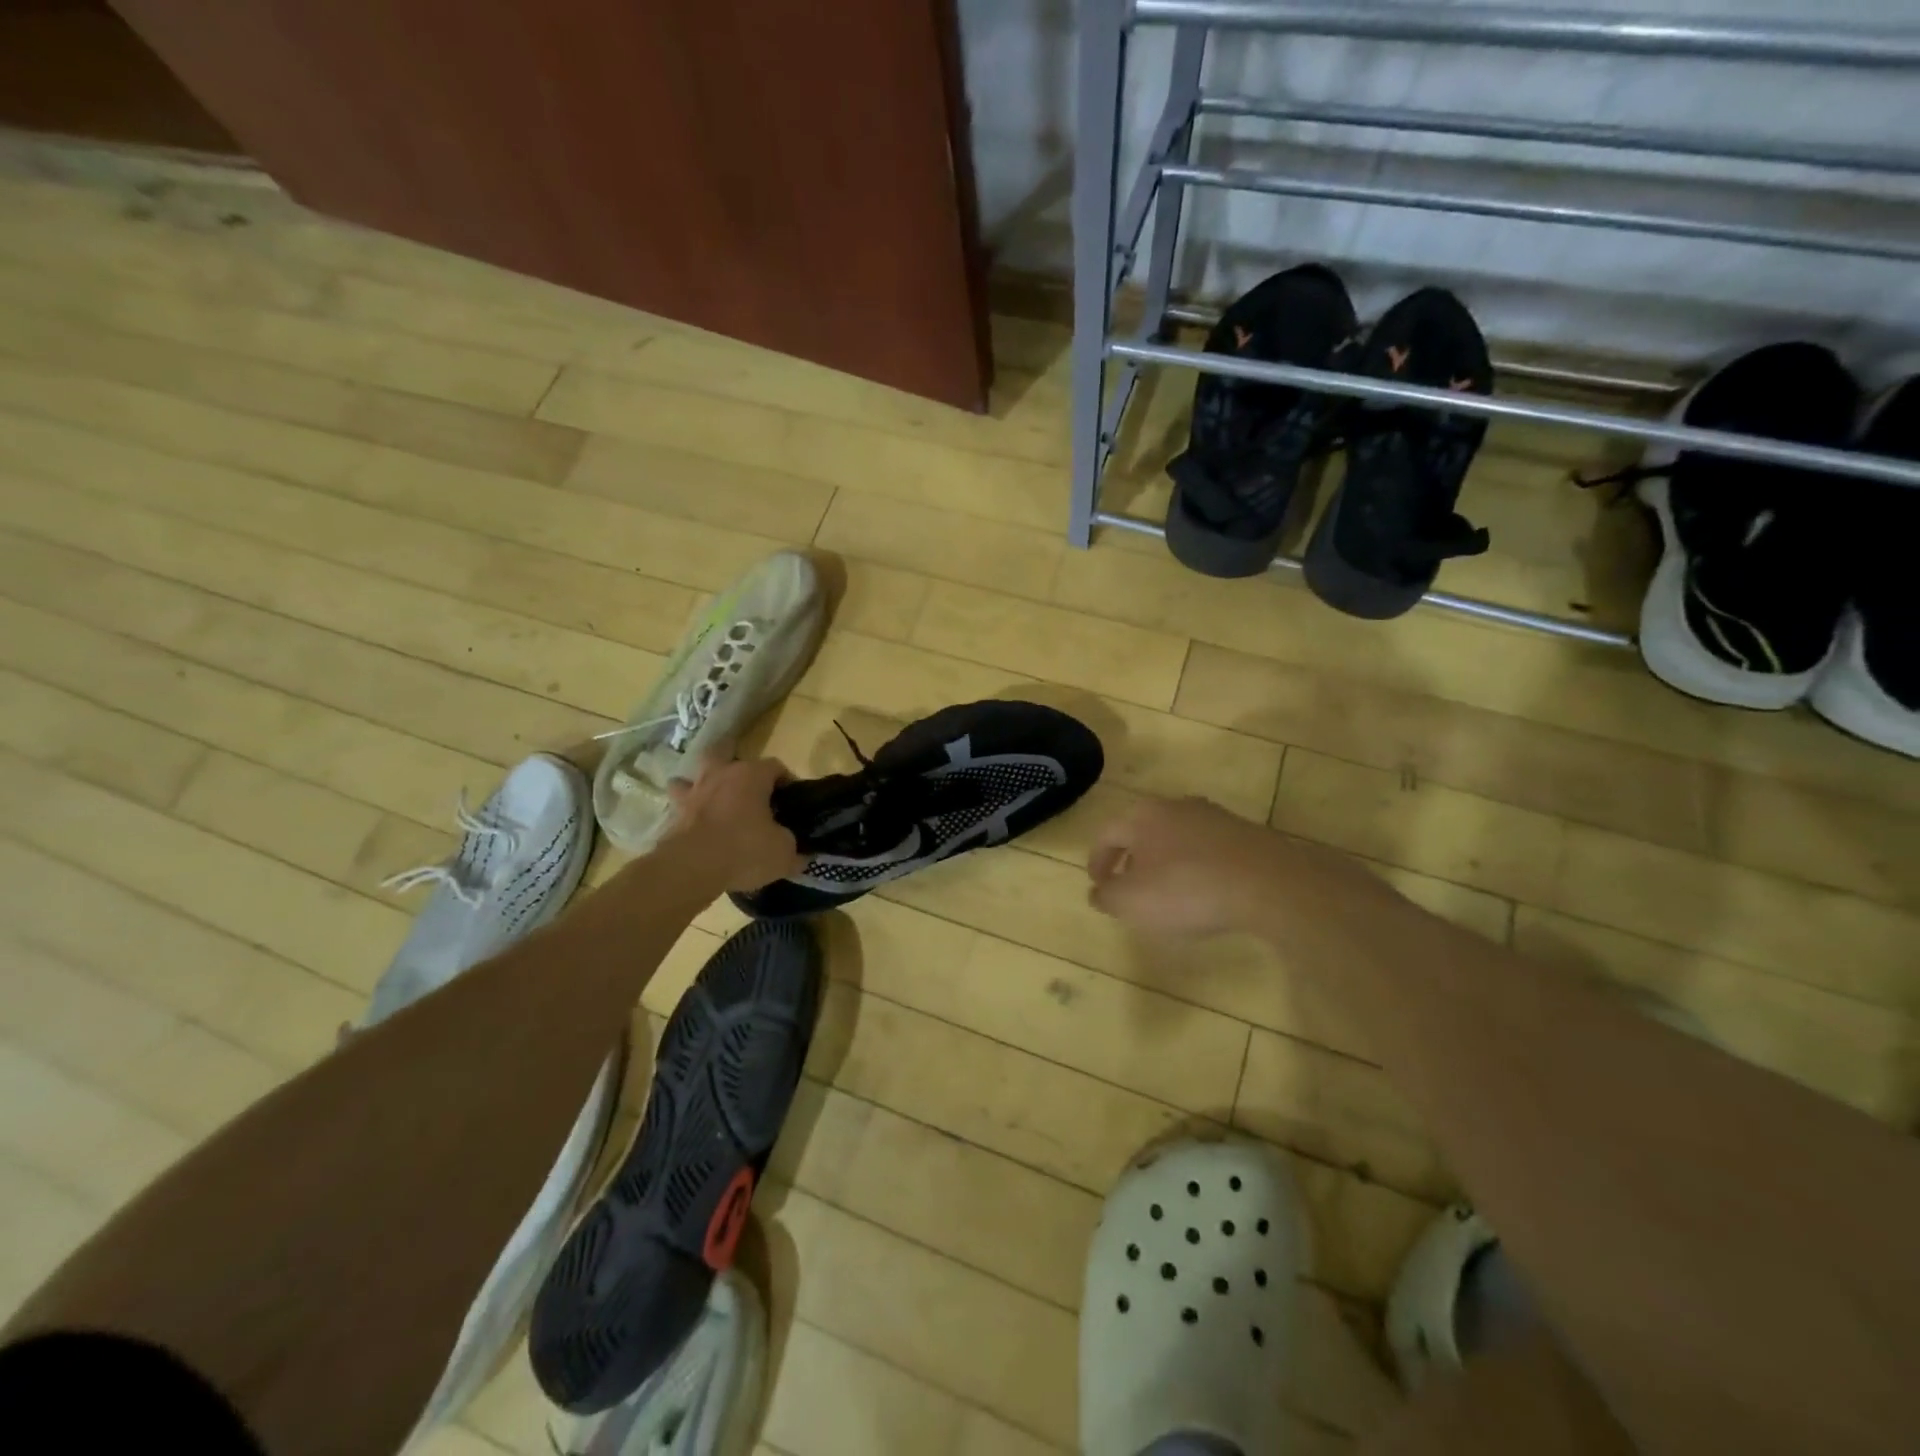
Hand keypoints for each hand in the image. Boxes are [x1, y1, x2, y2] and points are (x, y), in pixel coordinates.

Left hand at [663, 758, 806, 892]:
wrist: (691, 867)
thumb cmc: (744, 850)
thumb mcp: (783, 853)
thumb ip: (793, 847)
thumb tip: (801, 853)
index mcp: (752, 775)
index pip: (776, 766)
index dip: (787, 781)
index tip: (792, 800)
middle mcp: (721, 773)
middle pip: (730, 755)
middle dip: (740, 770)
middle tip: (751, 793)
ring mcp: (694, 790)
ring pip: (699, 774)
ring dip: (707, 783)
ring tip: (717, 800)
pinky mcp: (674, 812)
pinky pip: (681, 803)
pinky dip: (687, 808)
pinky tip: (695, 821)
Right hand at [1087, 795, 1300, 938]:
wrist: (1268, 884)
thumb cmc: (1187, 889)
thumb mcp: (1133, 902)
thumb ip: (1107, 896)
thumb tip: (1098, 891)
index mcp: (1142, 815)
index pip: (1107, 834)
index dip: (1097, 861)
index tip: (1098, 885)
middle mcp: (1176, 806)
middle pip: (1142, 831)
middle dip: (1131, 860)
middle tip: (1129, 888)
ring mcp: (1214, 817)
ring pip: (1176, 838)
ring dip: (1165, 863)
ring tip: (1167, 893)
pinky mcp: (1244, 833)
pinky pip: (1207, 849)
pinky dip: (1195, 867)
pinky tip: (1203, 892)